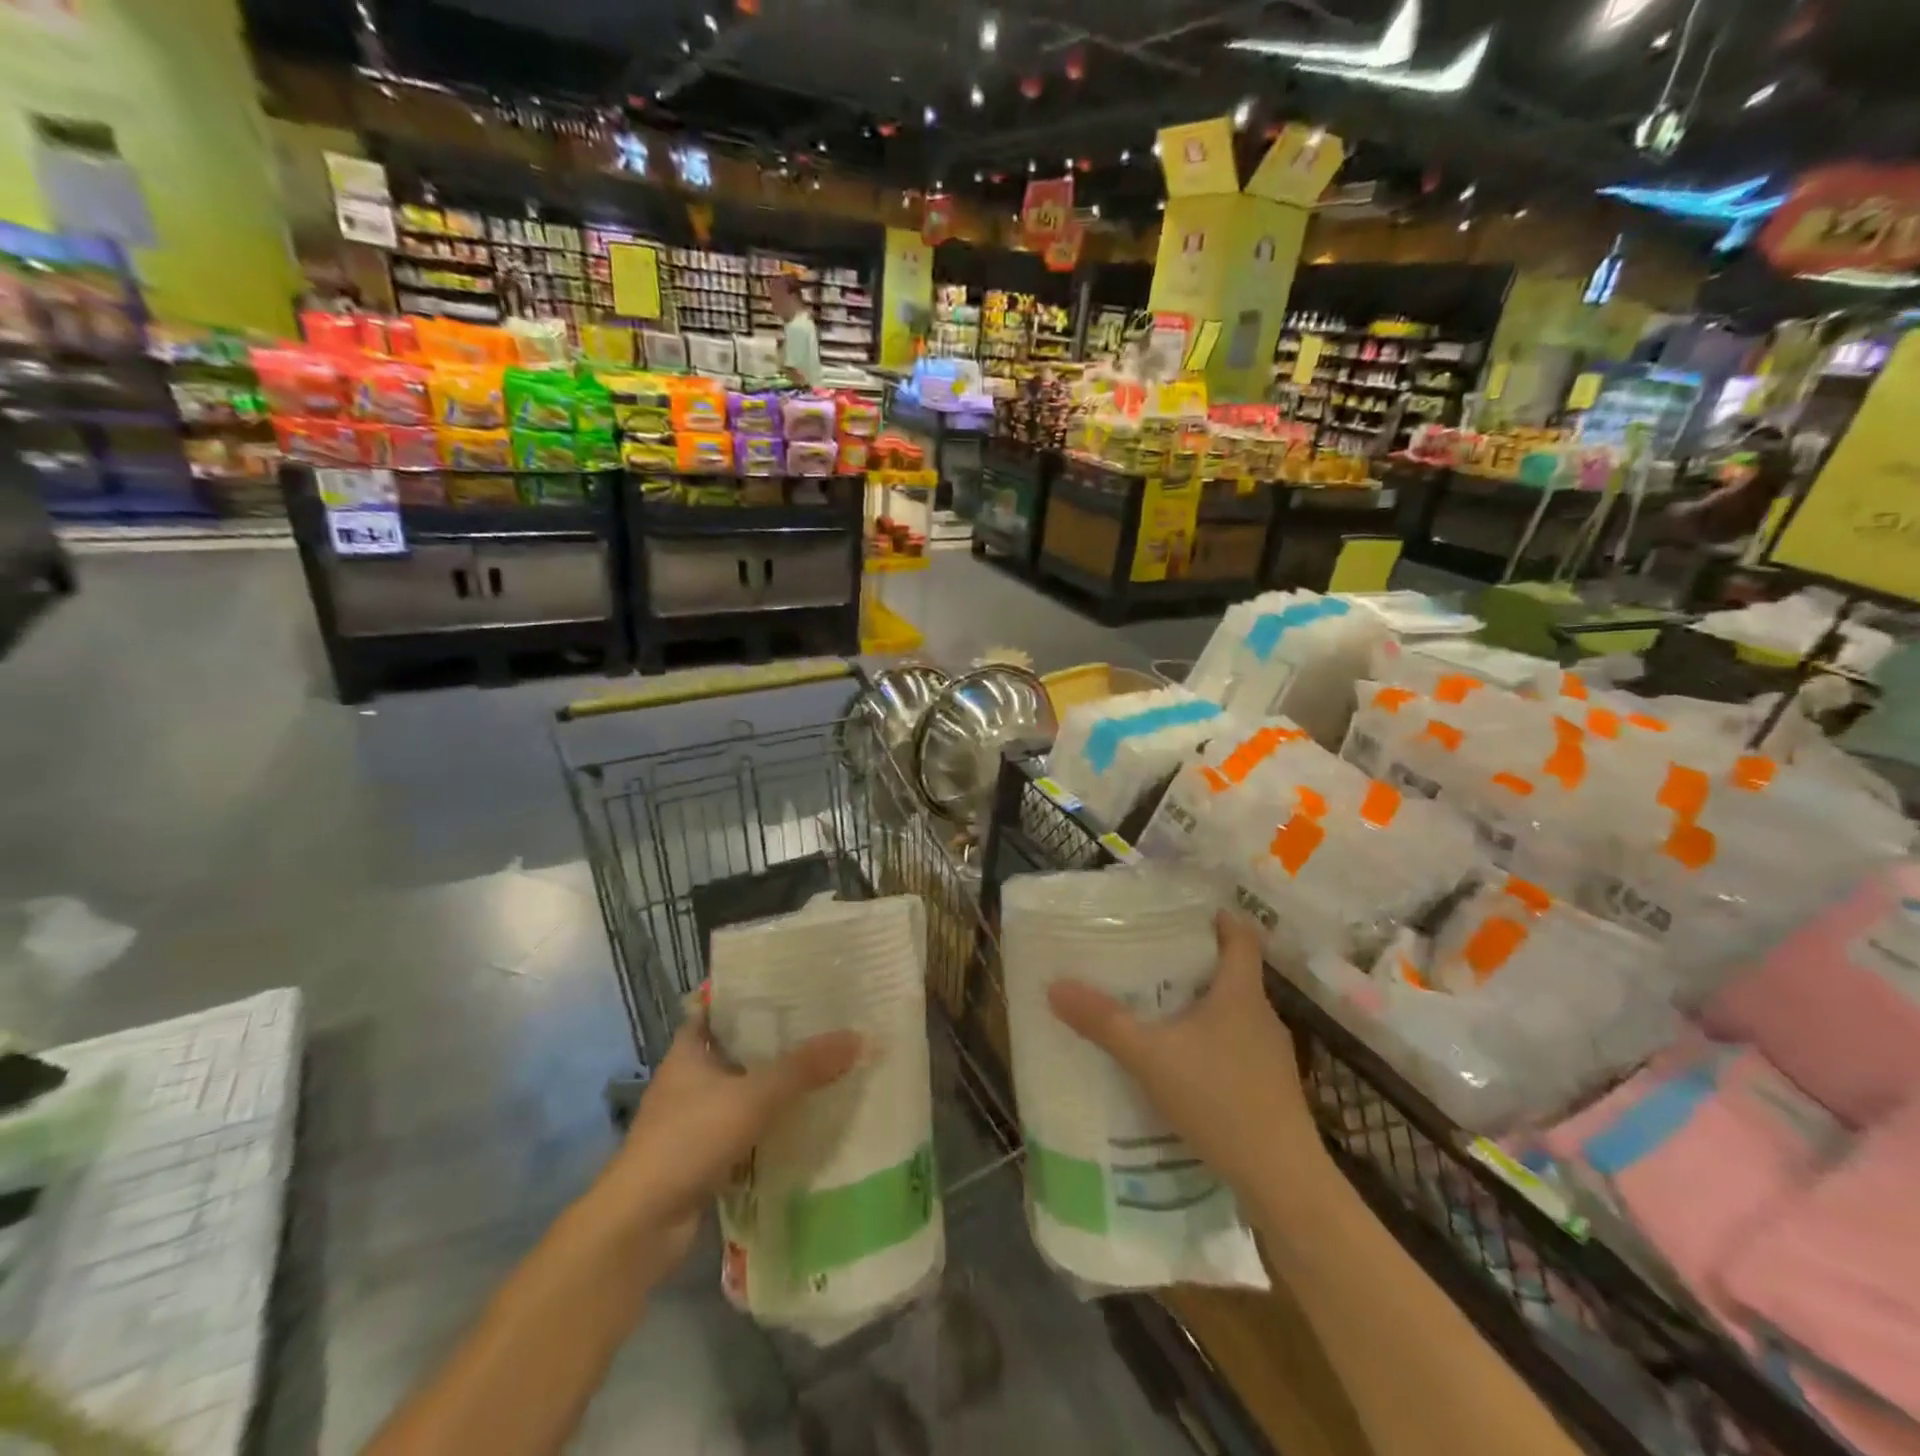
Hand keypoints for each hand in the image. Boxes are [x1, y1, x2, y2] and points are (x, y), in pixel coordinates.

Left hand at [603, 1018, 860, 1251]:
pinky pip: (745, 1128)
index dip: (753, 997)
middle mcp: (689, 1079)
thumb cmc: (689, 1141)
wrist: (640, 1227)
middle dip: (776, 1042)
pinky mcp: (702, 1156)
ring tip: (824, 1068)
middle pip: (738, 1049)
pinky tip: (804, 1120)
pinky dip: (769, 1124)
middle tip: (823, 1026)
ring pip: (743, 1091)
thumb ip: (804, 1068)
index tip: (794, 988)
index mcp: (689, 1050)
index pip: (721, 1008)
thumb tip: (860, 1037)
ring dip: (775, 1086)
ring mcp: (693, 1120)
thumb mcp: (753, 1097)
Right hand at [1048, 912, 1320, 1205]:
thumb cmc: (1220, 1099)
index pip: (1241, 936)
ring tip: (1158, 1011)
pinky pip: (1236, 1049)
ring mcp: (1272, 1056)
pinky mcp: (1271, 1090)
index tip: (1185, 913)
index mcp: (1241, 993)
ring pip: (1233, 1014)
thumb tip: (1056, 986)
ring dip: (1201, 1007)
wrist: (1282, 1181)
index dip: (1218, 918)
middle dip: (1195, 963)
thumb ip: (1103, 1021)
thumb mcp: (1150, 1057)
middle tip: (1151, 960)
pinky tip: (1181, 1067)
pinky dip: (1210, 1045)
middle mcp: (1262, 1016)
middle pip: (1233, 974)